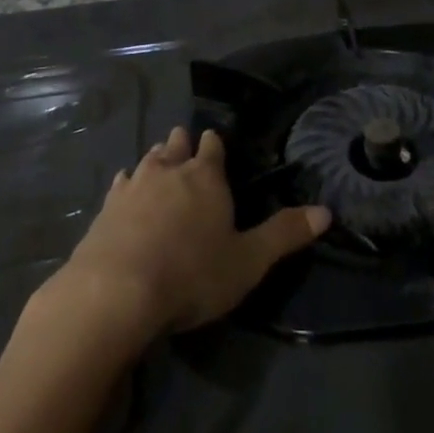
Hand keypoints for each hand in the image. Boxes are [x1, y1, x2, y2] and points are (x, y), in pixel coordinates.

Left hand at [40, 127, 330, 349]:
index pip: (212, 147)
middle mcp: (169, 170)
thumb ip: (284, 234)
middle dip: (182, 144)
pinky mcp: (106, 207)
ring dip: (156, 159)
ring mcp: (133, 186)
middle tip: (185, 143)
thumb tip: (327, 211)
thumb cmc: (191, 274)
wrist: (117, 291)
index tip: (213, 141)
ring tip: (160, 159)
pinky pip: (120, 184)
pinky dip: (127, 182)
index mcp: (206, 177)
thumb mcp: (248, 261)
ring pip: (148, 160)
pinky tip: (124, 186)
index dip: (214, 145)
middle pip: (176, 146)